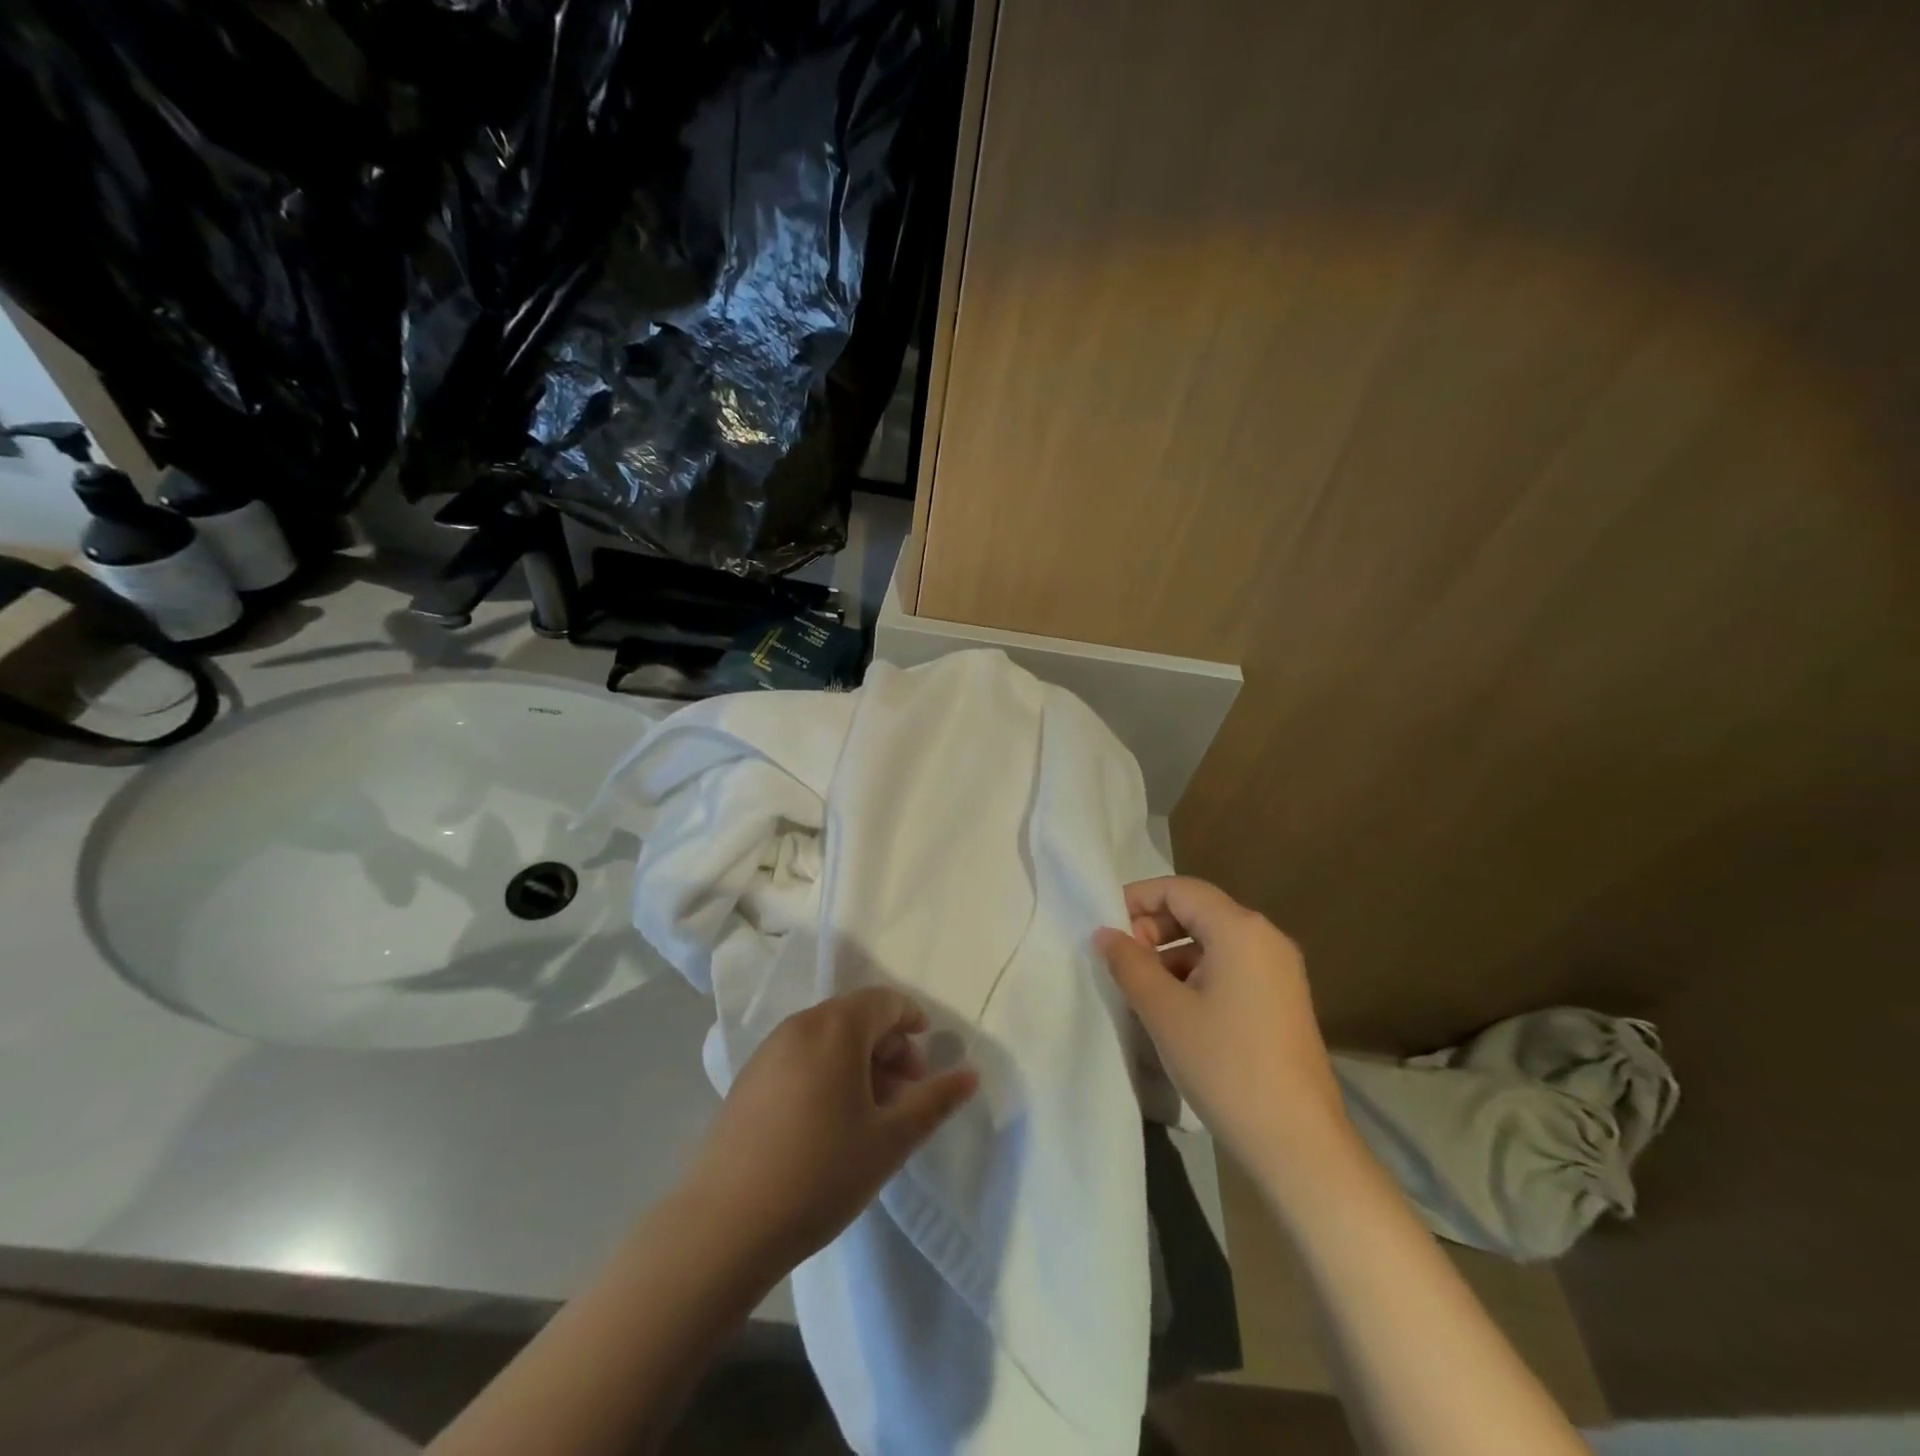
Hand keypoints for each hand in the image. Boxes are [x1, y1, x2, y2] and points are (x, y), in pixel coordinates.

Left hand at [683, 987, 978, 1275]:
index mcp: (835, 1028)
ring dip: (858, 1061)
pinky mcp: (748, 1080)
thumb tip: (971, 1074)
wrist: (724, 1226)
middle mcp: (800, 1026)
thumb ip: (934, 1101)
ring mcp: (768, 1051)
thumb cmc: (820, 1174)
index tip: (927, 1057)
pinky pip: (800, 1056)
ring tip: (872, 1112)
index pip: (884, 1001)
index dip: (912, 1019)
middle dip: (888, 1046)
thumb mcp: (889, 1140)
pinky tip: (830, 1122)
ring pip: (827, 1038)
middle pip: (855, 1016)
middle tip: (906, 1092)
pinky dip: (826, 1071)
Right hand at [1095, 876, 1350, 1188]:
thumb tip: (1106, 933)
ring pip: (1213, 942)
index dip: (1137, 899)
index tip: (1105, 926)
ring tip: (1141, 989)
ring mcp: (1279, 971)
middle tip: (1121, 961)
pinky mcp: (1282, 1000)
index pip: (1180, 889)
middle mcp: (1266, 938)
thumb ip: (1129, 963)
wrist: (1298, 1143)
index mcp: (1240, 929)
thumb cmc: (1225, 1065)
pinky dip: (1196, 975)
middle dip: (1154, 928)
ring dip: (1172, 954)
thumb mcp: (1164, 1011)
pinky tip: (1175, 1010)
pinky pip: (1231, 967)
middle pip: (1198, 911)